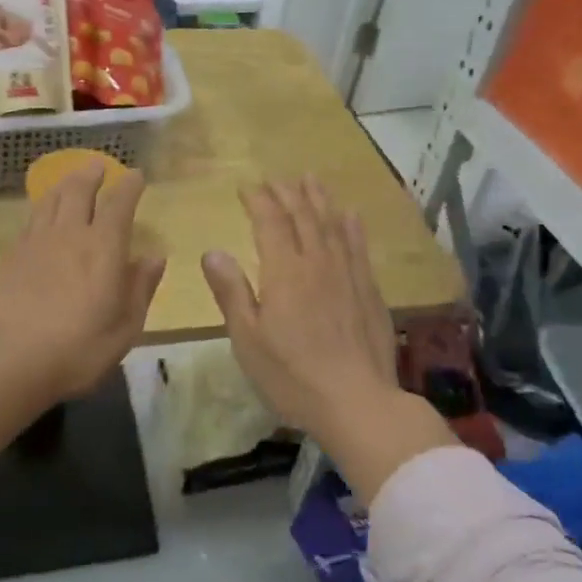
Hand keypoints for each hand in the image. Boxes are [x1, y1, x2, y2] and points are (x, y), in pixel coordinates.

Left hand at [0, 159, 164, 400]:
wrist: (13, 358)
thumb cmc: (80, 347)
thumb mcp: (126, 325)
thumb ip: (141, 287)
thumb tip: (155, 257)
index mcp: (104, 247)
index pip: (119, 204)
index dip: (129, 186)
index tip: (137, 174)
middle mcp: (71, 233)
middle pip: (79, 190)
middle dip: (91, 174)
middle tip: (98, 164)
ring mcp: (37, 242)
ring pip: (51, 199)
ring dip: (64, 184)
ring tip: (70, 178)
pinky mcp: (13, 255)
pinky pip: (30, 219)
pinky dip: (41, 207)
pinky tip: (41, 213)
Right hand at [201, 177, 397, 432]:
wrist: (358, 402)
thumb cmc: (292, 375)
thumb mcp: (248, 339)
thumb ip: (231, 291)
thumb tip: (212, 251)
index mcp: (284, 271)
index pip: (270, 221)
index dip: (258, 200)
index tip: (247, 187)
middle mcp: (317, 262)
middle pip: (302, 216)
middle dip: (287, 193)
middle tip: (276, 179)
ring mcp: (347, 274)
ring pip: (332, 224)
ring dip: (319, 199)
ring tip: (310, 179)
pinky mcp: (369, 290)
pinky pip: (359, 247)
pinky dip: (352, 226)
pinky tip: (350, 215)